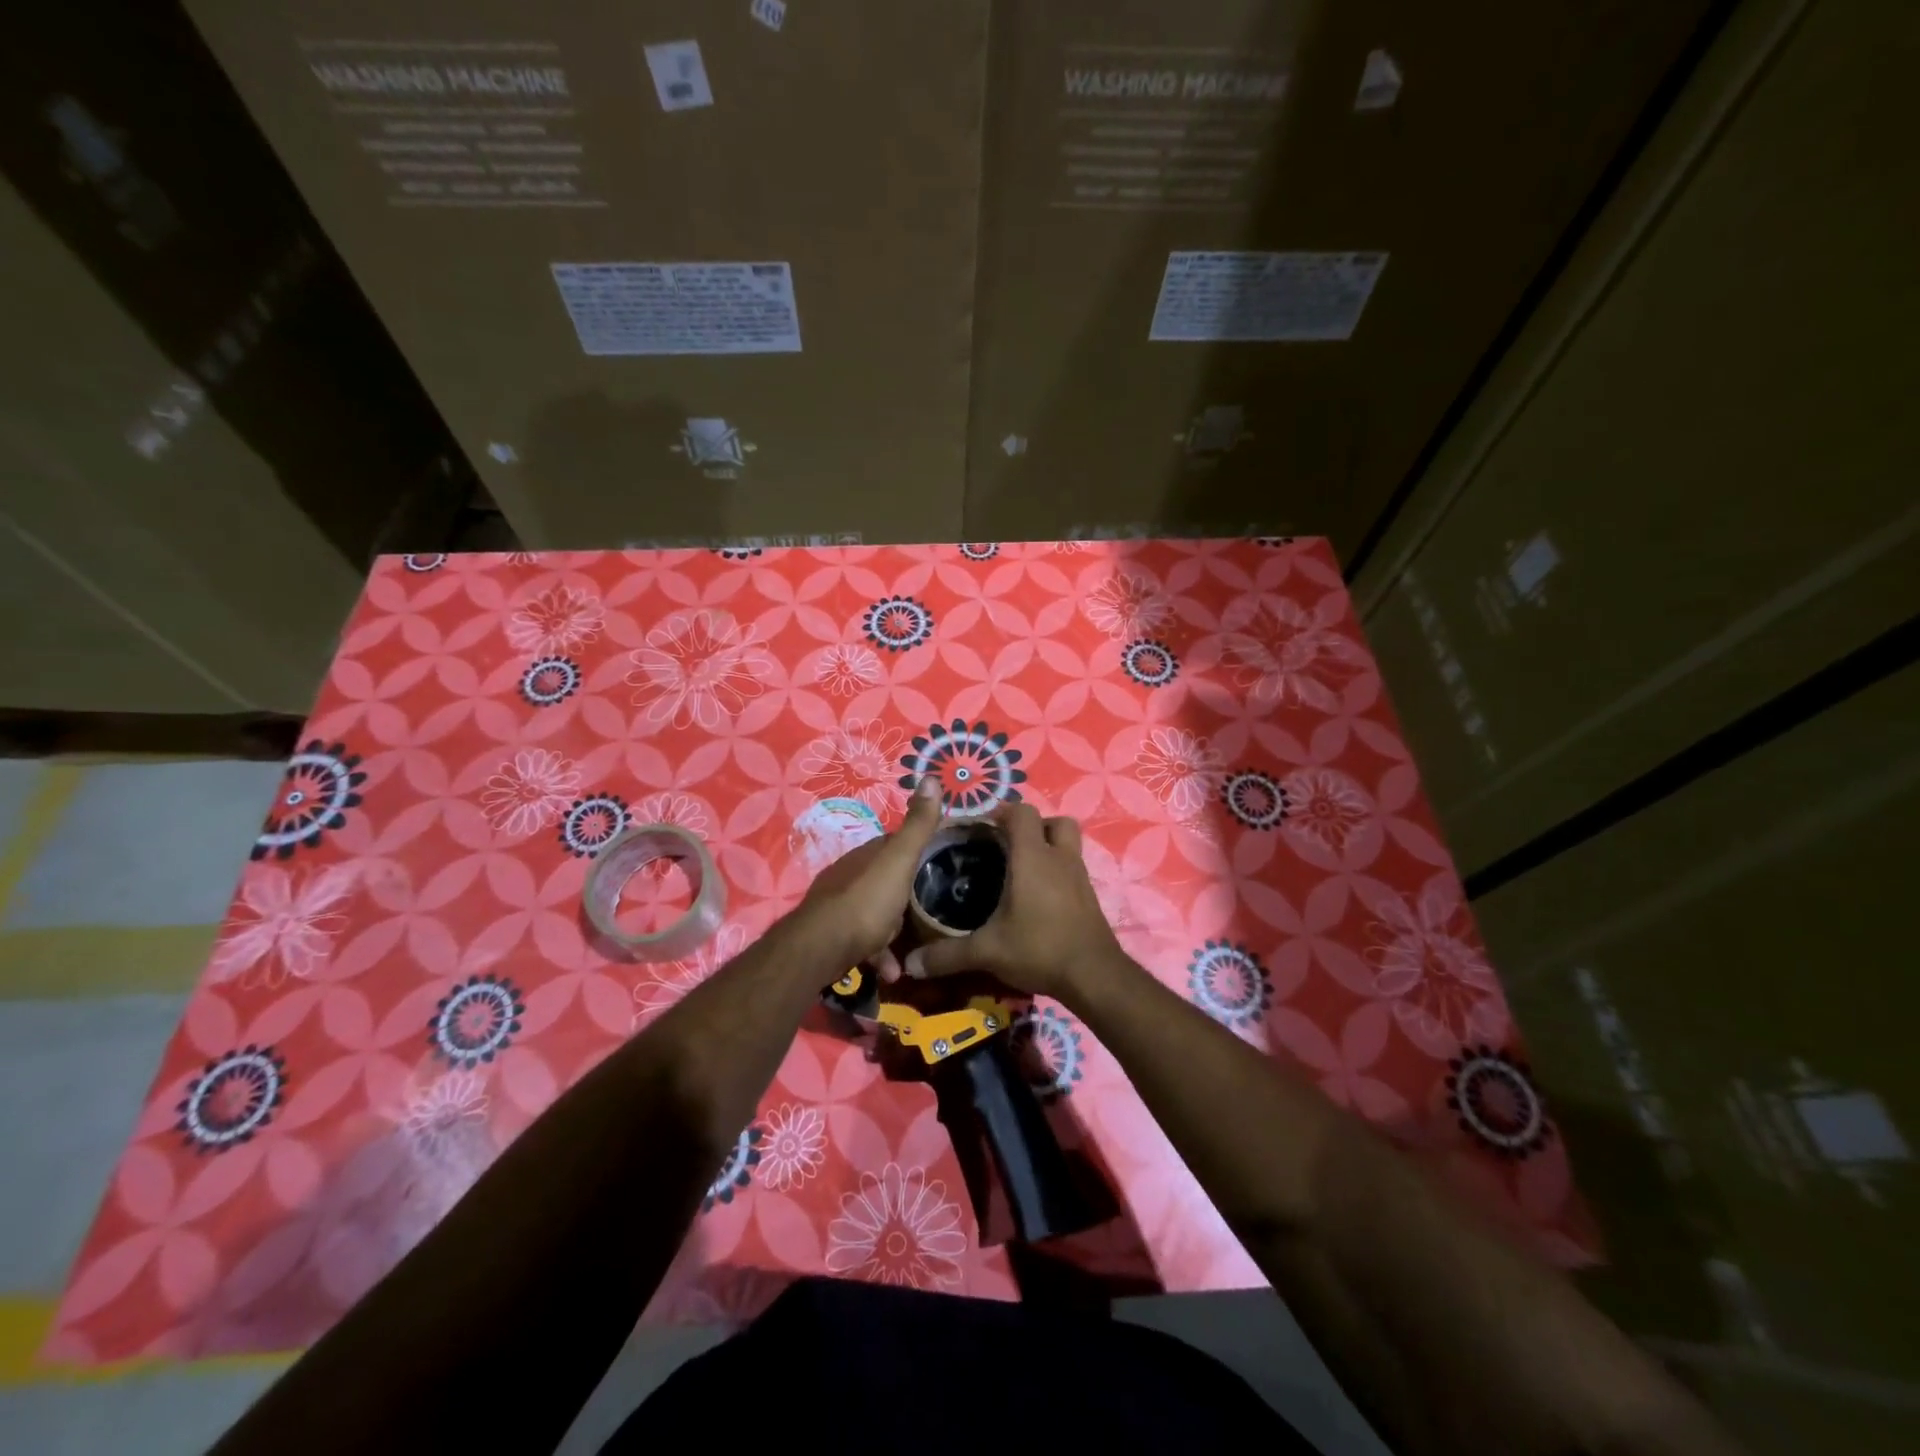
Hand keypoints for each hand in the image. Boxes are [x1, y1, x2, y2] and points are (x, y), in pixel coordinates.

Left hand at [795, 778, 943, 976]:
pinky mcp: (836, 935)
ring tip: (918, 947)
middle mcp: (852, 874)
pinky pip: (866, 941)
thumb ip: (917, 825)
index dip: (920, 847)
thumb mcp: (899, 860)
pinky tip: (893, 971)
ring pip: (877, 911)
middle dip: (910, 891)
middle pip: (887, 878)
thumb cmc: (867, 901)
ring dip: (897, 929)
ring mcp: (841, 905)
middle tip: (937, 906)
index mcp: (868, 854)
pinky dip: (881, 954)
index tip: (945, 858)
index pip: (897, 843)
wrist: (821, 947)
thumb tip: (930, 777)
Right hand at [898, 802, 1124, 1003]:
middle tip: (1008, 845)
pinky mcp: (1089, 896)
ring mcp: (1079, 876)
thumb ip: (947, 955)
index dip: (1003, 812)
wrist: (1094, 976)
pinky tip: (1039, 898)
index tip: (982, 828)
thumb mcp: (988, 952)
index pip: (1022, 812)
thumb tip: (911, 964)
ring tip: (1023, 868)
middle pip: (1054, 821)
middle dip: (1032, 826)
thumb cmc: (1039, 948)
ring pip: (1068, 843)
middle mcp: (1059, 858)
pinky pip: (1073, 869)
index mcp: (1033, 858)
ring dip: (1048, 846)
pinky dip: (1058, 873)